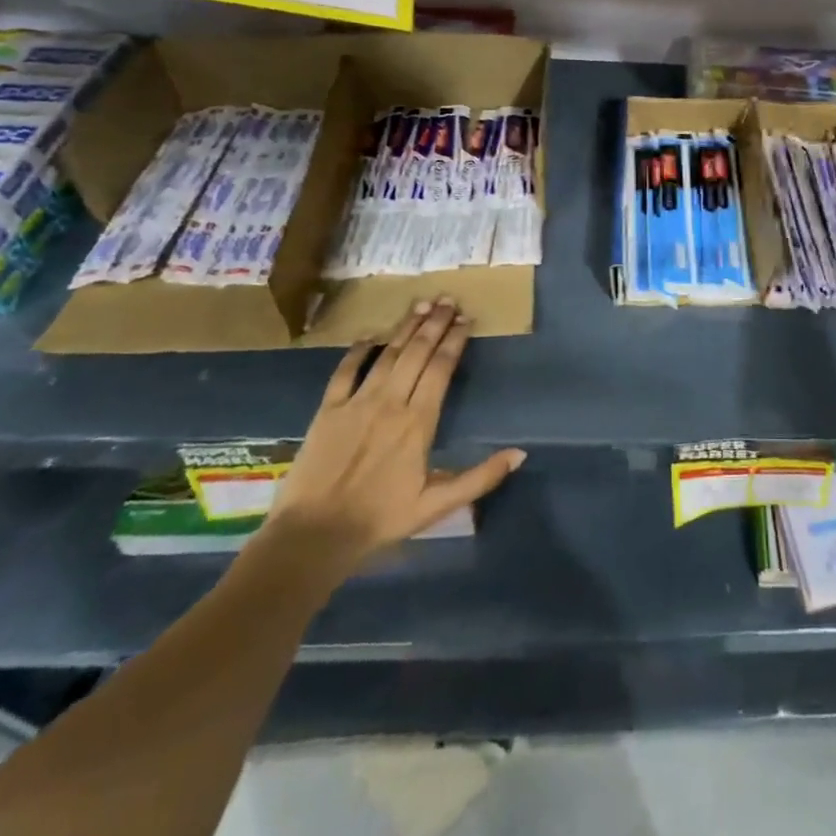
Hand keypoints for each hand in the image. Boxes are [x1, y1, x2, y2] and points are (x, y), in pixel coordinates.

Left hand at [263, 300, 524, 579]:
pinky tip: (370, 335)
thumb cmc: (381, 520)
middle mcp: (391, 403)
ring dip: (405, 328)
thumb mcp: (438, 505)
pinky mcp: (328, 410)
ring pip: (388, 355)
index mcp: (419, 422)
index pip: (441, 369)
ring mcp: (357, 403)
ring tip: (421, 305)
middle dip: (435, 324)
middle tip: (448, 299)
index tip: (466, 319)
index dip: (455, 341)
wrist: (314, 536)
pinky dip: (358, 351)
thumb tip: (521, 453)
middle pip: (417, 353)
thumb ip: (481, 477)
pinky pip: (345, 372)